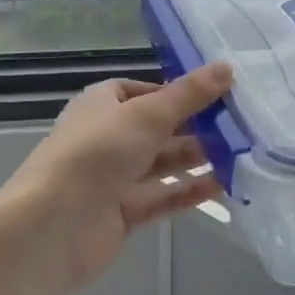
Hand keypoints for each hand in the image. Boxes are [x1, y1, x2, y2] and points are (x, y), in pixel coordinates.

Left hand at [0, 63, 233, 289]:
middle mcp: (105, 138)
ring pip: (161, 164)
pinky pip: (162, 197)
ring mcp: (113, 178)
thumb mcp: (147, 115)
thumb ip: (188, 95)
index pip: (140, 92)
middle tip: (239, 125)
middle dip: (194, 127)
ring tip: (240, 154)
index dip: (175, 92)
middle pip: (155, 128)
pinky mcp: (122, 213)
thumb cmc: (97, 154)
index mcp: (100, 105)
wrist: (53, 226)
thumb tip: (227, 67)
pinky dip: (188, 191)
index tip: (214, 95)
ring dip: (196, 159)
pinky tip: (223, 187)